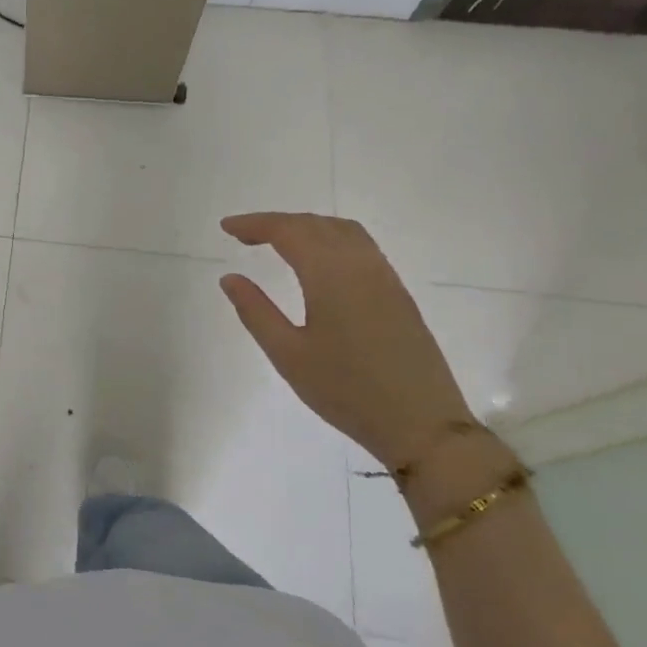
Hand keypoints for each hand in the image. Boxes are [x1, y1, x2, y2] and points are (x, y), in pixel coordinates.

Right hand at [218, 213, 471, 469]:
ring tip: (277, 242)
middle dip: (277, 223)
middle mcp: (361, 266)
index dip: (255, 224)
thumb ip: (255, 311)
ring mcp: (385, 278)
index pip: (288, 231)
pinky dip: (330, 239)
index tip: (226, 227)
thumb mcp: (288, 355)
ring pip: (343, 231)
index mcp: (331, 276)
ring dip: (306, 227)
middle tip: (243, 235)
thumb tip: (230, 277)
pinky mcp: (398, 294)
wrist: (421, 423)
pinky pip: (361, 247)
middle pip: (316, 225)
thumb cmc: (346, 391)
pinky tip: (317, 262)